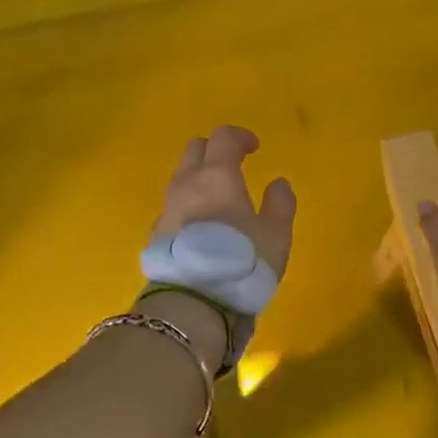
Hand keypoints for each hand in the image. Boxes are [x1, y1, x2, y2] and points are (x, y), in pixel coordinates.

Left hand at [154, 126, 295, 278]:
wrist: (192, 301)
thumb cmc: (241, 260)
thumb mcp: (276, 233)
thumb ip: (280, 203)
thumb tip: (278, 183)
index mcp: (217, 174)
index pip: (223, 137)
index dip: (240, 136)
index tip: (255, 148)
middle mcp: (187, 183)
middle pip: (195, 149)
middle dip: (215, 150)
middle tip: (234, 164)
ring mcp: (167, 207)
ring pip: (181, 176)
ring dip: (200, 176)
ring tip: (219, 196)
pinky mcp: (157, 231)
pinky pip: (174, 204)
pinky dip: (189, 203)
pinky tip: (202, 224)